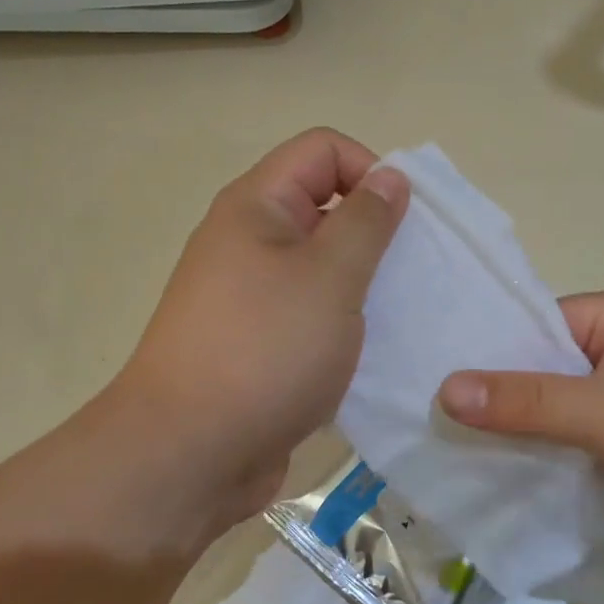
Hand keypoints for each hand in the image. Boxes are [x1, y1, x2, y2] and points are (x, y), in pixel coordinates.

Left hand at [112, 128, 407, 549]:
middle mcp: (249, 242)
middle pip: (325, 206)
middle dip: (376, 231)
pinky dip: (346, 323)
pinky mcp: (260, 344)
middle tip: (413, 273)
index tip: (406, 222)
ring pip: (322, 266)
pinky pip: (313, 313)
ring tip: (401, 315)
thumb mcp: (330, 277)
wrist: (190, 454)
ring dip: (365, 282)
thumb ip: (367, 221)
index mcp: (257, 207)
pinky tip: (373, 351)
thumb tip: (390, 176)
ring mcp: (252, 296)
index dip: (371, 169)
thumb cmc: (265, 351)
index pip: (324, 150)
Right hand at [437, 288, 603, 581]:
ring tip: (449, 450)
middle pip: (544, 369)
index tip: (430, 378)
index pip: (537, 323)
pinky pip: (576, 446)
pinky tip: (498, 476)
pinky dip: (545, 459)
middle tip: (428, 420)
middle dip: (498, 396)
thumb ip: (528, 401)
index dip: (487, 350)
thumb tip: (445, 390)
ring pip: (558, 412)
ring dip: (519, 432)